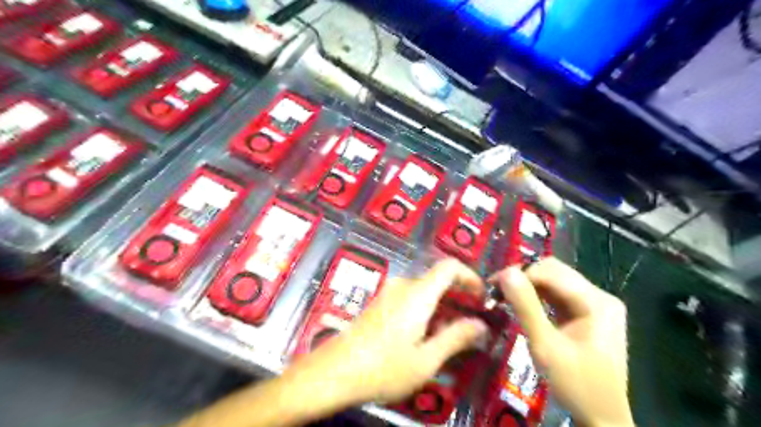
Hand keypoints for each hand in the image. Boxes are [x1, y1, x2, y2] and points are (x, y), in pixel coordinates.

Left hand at [289, 258, 490, 405]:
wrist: (334, 371)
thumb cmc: (384, 367)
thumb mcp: (426, 359)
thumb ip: (456, 338)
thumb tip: (480, 325)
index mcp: (418, 294)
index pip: (449, 267)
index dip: (470, 276)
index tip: (481, 296)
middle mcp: (403, 286)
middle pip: (437, 280)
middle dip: (458, 298)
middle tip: (471, 324)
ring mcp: (388, 293)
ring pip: (424, 291)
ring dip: (442, 307)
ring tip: (450, 336)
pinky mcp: (379, 304)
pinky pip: (410, 298)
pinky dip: (425, 310)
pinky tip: (424, 336)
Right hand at [488, 256, 637, 426]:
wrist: (603, 421)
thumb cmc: (576, 386)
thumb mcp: (546, 347)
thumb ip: (526, 307)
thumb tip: (505, 272)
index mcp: (596, 301)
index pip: (551, 271)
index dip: (520, 274)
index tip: (492, 286)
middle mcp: (599, 296)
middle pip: (554, 272)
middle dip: (523, 278)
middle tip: (496, 291)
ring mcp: (595, 305)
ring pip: (554, 282)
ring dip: (527, 286)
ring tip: (503, 296)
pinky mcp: (588, 315)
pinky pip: (557, 296)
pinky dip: (536, 297)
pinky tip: (521, 304)